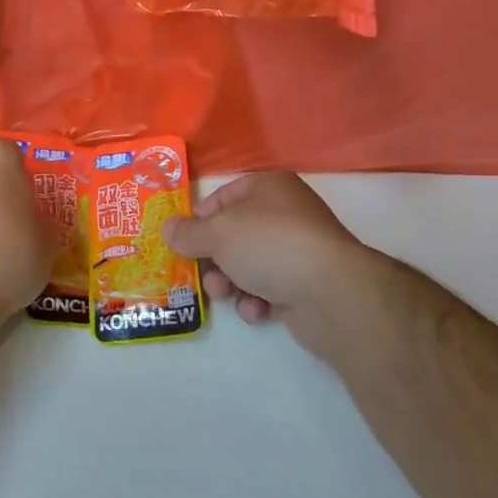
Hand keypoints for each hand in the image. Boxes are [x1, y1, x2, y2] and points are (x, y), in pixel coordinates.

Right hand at [163, 173, 388, 353]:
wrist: (331, 292)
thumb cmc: (268, 245)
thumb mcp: (217, 233)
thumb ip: (188, 233)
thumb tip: (166, 229)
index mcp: (268, 187)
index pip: (223, 197)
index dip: (200, 220)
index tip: (183, 242)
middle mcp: (286, 212)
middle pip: (234, 235)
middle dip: (214, 260)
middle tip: (204, 277)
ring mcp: (299, 249)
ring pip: (249, 264)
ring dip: (232, 283)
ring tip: (228, 296)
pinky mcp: (307, 284)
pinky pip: (270, 288)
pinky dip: (257, 300)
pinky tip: (257, 310)